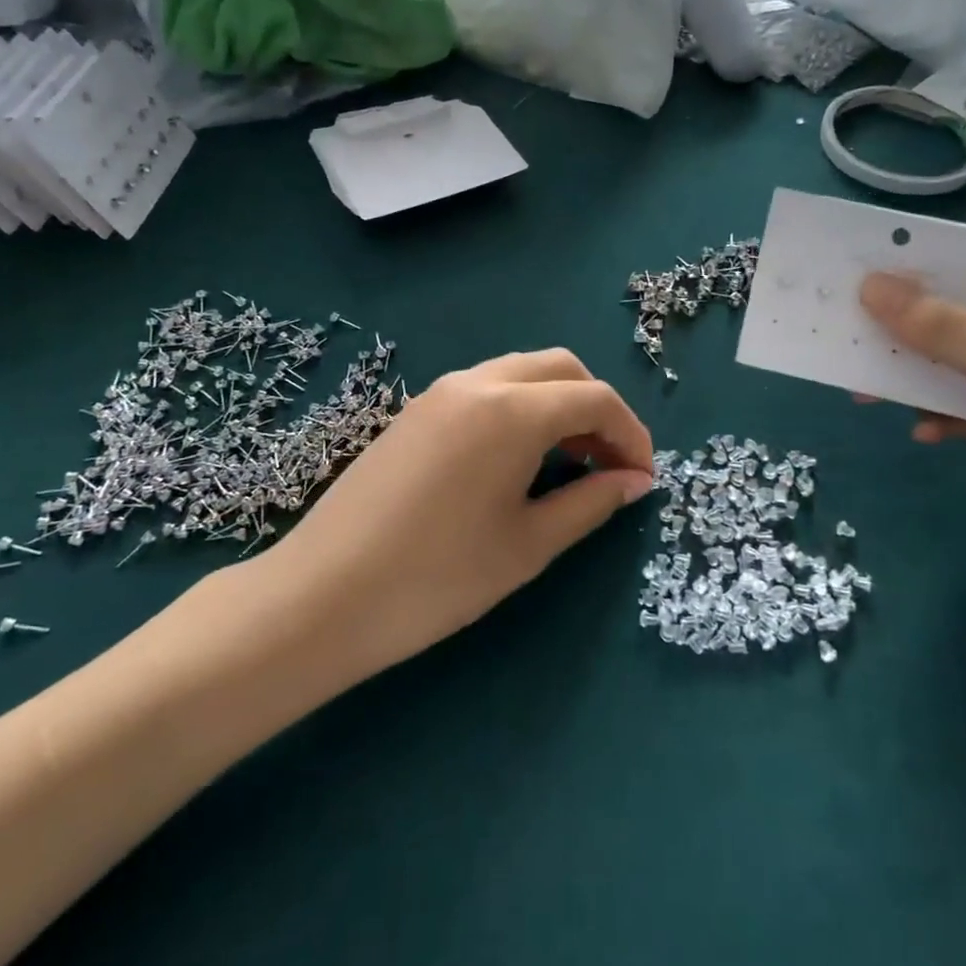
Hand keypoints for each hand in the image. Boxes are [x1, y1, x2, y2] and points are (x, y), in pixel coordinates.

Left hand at [269, 350, 655, 676]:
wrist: (322, 596)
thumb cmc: (437, 577)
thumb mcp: (527, 544)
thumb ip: (590, 503)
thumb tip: (635, 482)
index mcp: (512, 411)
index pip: (595, 399)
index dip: (631, 434)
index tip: (644, 478)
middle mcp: (478, 384)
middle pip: (560, 369)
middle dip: (597, 408)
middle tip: (609, 464)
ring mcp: (439, 393)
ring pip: (520, 373)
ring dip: (557, 404)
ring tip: (568, 462)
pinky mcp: (414, 412)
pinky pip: (485, 390)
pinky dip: (520, 409)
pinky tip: (517, 459)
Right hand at [859, 260, 965, 615]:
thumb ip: (947, 329)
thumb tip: (873, 287)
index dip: (942, 264)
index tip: (876, 264)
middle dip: (916, 326)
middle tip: (854, 322)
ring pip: (962, 370)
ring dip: (918, 376)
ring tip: (866, 385)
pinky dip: (941, 419)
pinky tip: (923, 433)